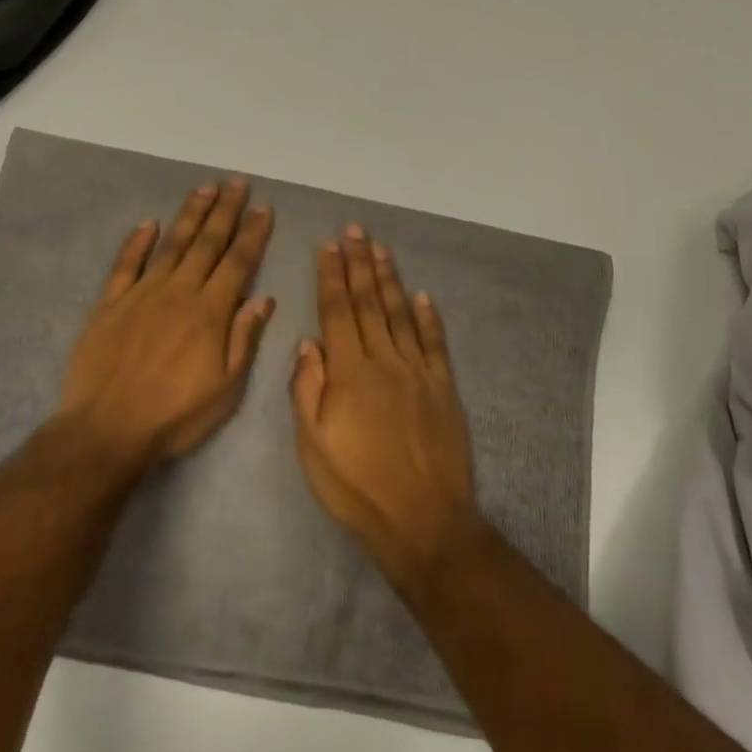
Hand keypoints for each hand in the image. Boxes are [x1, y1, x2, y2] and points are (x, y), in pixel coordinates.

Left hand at [58, 180, 275, 468]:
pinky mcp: (110, 303)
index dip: (253, 234)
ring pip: (171, 244)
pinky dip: (137, 241)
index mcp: (210, 312)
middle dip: (226, 211)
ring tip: (205, 188)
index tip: (264, 207)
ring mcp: (141, 293)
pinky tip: (148, 222)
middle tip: (237, 182)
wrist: (107, 428)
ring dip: (189, 214)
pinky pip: (125, 264)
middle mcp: (178, 292)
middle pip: (207, 243)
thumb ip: (244, 339)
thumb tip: (262, 298)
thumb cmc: (175, 415)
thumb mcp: (226, 389)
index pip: (238, 263)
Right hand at [291, 224, 481, 590]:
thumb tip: (308, 342)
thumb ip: (307, 389)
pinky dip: (428, 316)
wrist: (424, 521)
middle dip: (359, 263)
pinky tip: (421, 295)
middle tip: (355, 230)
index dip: (331, 276)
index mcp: (350, 372)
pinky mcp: (444, 388)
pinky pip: (435, 343)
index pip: (337, 311)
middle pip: (369, 303)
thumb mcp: (313, 446)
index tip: (328, 245)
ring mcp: (419, 372)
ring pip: (401, 314)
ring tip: (380, 248)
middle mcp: (385, 361)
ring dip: (389, 278)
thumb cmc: (357, 486)